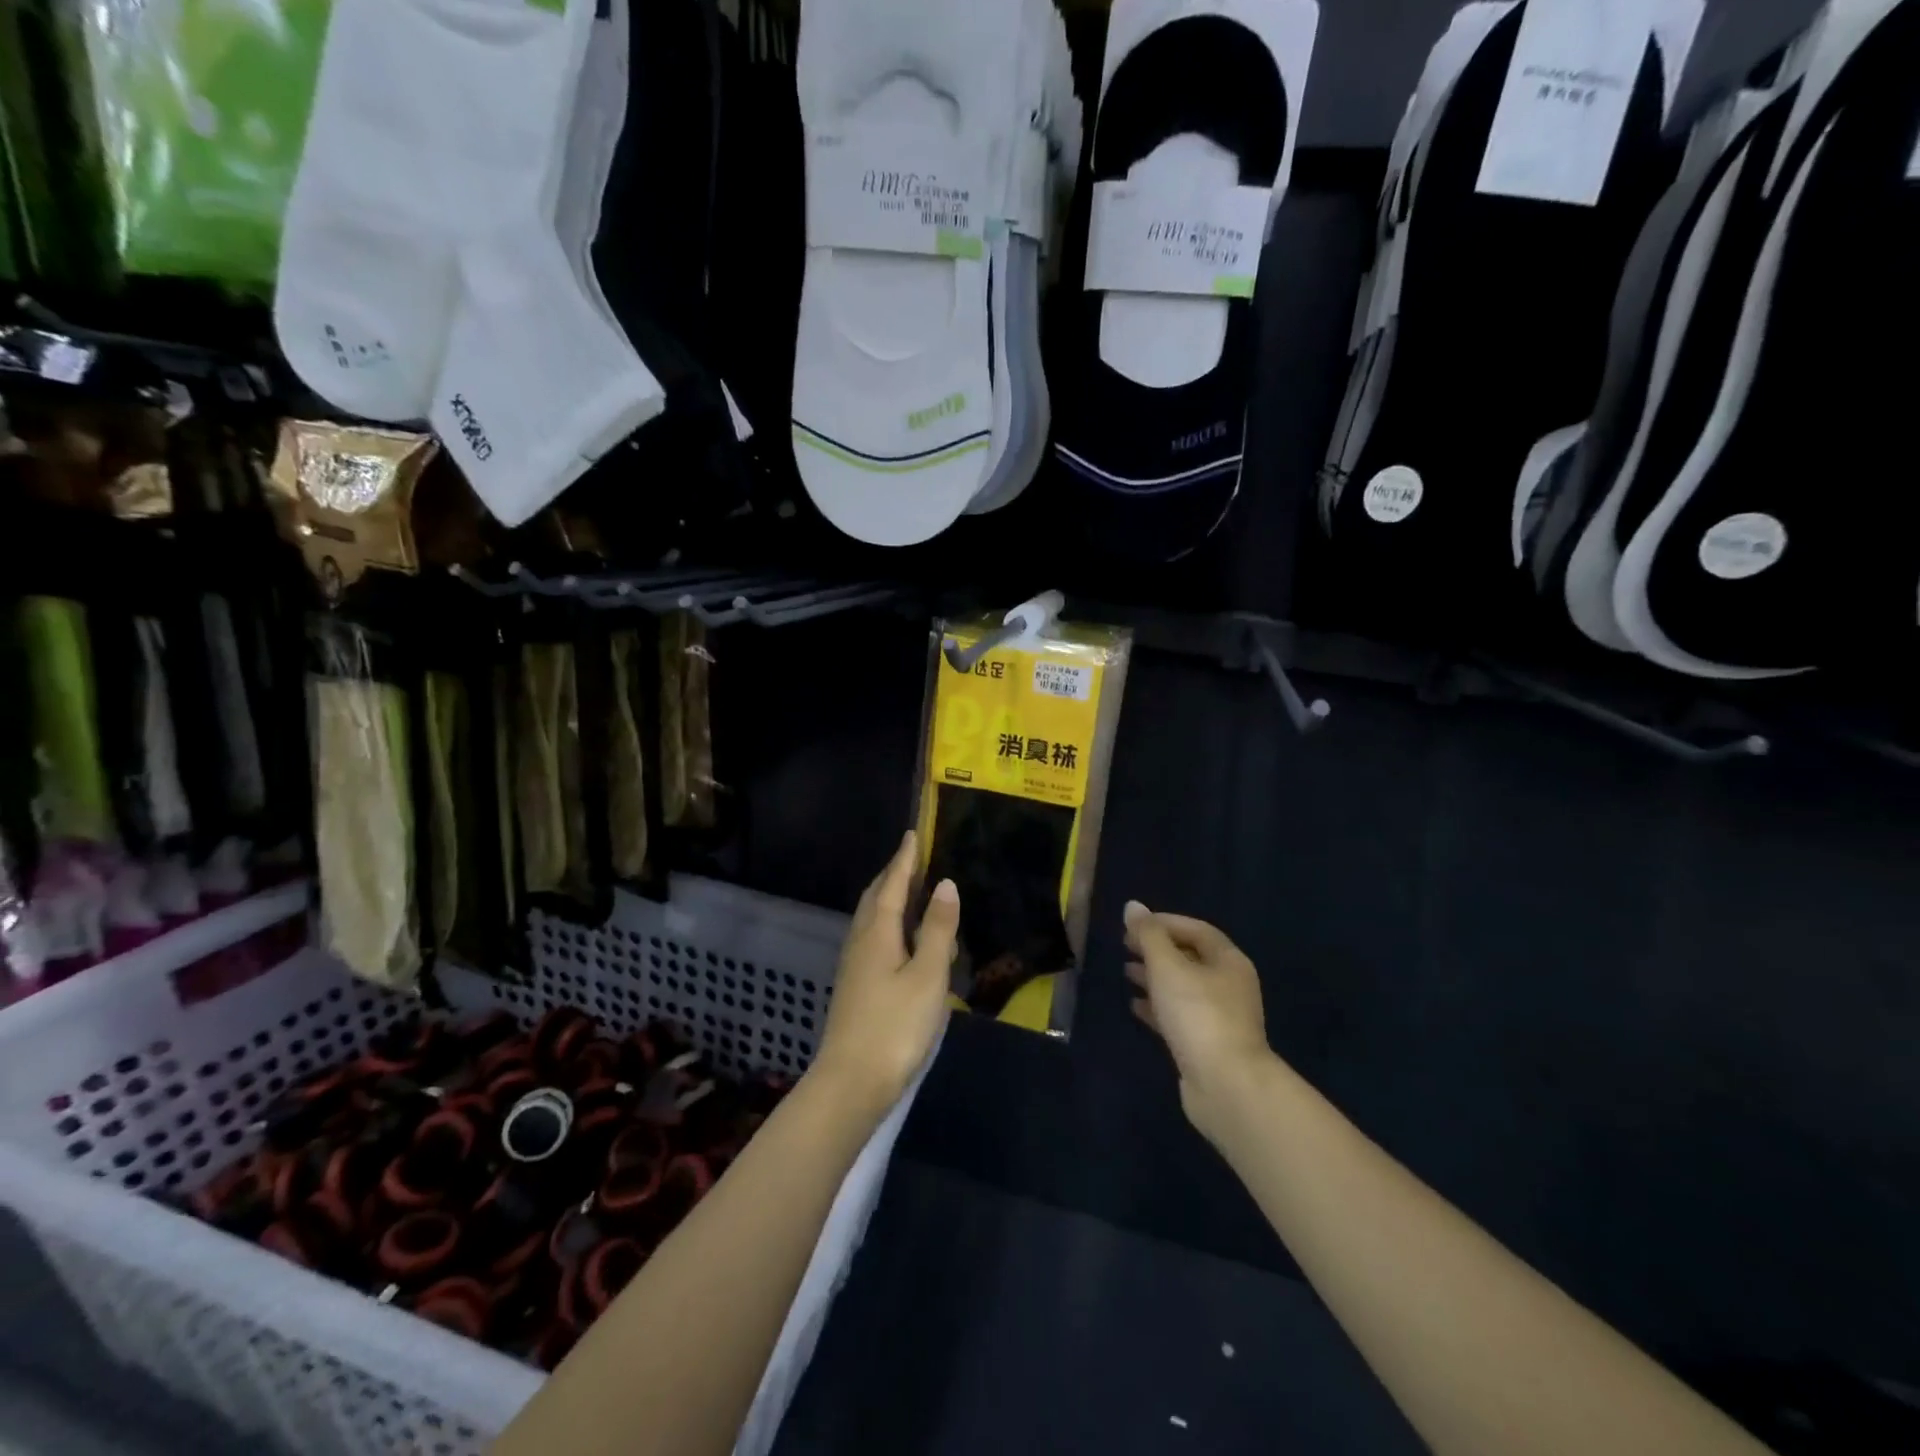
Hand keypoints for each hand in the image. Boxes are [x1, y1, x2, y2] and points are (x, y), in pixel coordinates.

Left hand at [812, 831, 958, 1115]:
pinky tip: (906, 942)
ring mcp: (854, 967)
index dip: (904, 859)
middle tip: (915, 859)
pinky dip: (891, 927)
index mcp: (877, 933)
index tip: (912, 834)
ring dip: (891, 901)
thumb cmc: (895, 1026)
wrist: (852, 1084)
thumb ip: (936, 929)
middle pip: (875, 899)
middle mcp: (860, 942)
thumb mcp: (927, 975)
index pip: (891, 884)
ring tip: (914, 894)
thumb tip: (945, 884)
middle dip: (894, 876)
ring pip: (873, 921)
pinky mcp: (856, 988)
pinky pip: (874, 941)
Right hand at [1125, 902, 1273, 1142]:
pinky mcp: (1206, 1044)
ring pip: (1183, 987)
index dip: (1164, 922)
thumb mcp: (1168, 967)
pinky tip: (1135, 1006)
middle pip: (1190, 957)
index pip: (1196, 930)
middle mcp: (1229, 985)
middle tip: (1125, 946)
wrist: (1226, 1086)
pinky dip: (1157, 1007)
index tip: (1133, 925)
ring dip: (1155, 977)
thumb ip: (1149, 936)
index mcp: (1228, 961)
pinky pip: (1179, 1016)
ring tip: (1126, 972)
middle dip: (1157, 949)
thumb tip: (1133, 906)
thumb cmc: (1198, 1015)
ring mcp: (1219, 1017)